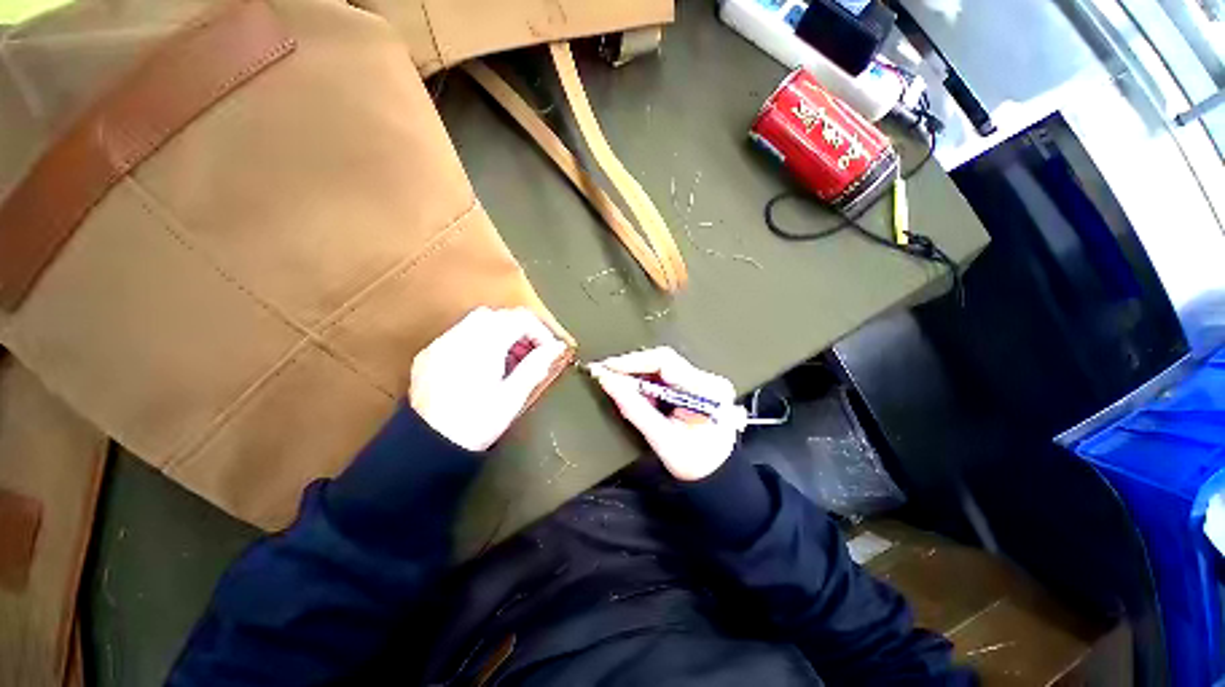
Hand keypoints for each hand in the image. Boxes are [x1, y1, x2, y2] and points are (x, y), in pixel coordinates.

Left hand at [410, 307, 567, 450]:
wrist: (428, 446)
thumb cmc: (476, 423)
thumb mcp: (513, 396)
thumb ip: (536, 366)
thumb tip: (556, 347)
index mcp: (485, 345)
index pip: (521, 319)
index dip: (540, 332)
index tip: (548, 350)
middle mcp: (461, 337)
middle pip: (499, 315)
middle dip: (520, 330)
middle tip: (529, 354)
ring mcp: (441, 344)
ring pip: (478, 321)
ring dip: (499, 333)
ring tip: (507, 360)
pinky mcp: (429, 354)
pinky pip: (459, 334)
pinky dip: (477, 340)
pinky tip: (480, 365)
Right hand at [592, 347, 740, 480]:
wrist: (715, 477)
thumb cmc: (694, 464)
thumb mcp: (662, 439)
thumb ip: (634, 408)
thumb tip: (608, 381)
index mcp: (706, 391)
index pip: (664, 361)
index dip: (632, 361)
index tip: (606, 367)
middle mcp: (707, 380)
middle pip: (662, 361)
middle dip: (632, 369)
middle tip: (607, 376)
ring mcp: (702, 381)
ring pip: (660, 368)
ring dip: (637, 377)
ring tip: (620, 389)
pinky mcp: (694, 386)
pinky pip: (664, 377)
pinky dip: (646, 385)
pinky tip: (637, 396)